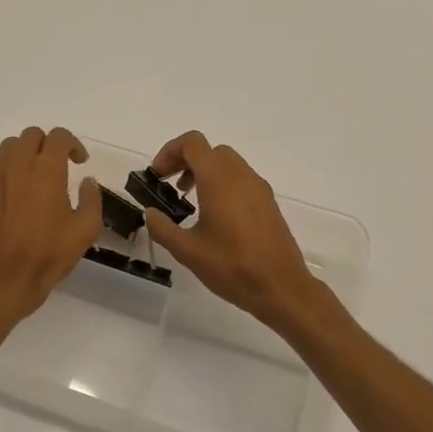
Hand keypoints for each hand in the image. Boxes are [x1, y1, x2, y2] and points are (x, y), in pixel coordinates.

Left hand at [0, 125, 101, 322]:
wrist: (7, 278)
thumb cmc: (49, 255)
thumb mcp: (85, 230)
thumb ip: (92, 199)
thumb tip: (87, 182)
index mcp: (47, 170)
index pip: (59, 136)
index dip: (72, 145)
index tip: (79, 163)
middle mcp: (19, 164)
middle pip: (32, 135)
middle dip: (47, 146)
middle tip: (55, 168)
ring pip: (8, 146)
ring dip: (22, 154)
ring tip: (29, 175)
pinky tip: (1, 183)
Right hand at [143, 131, 323, 328]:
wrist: (281, 288)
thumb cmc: (232, 266)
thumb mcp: (187, 251)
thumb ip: (162, 228)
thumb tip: (151, 212)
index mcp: (219, 179)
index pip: (192, 143)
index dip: (169, 152)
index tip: (157, 176)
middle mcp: (241, 175)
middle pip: (210, 151)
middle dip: (185, 162)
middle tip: (169, 187)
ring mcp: (258, 188)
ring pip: (227, 164)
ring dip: (204, 173)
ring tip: (189, 202)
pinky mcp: (268, 203)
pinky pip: (241, 180)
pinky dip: (222, 185)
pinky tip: (214, 216)